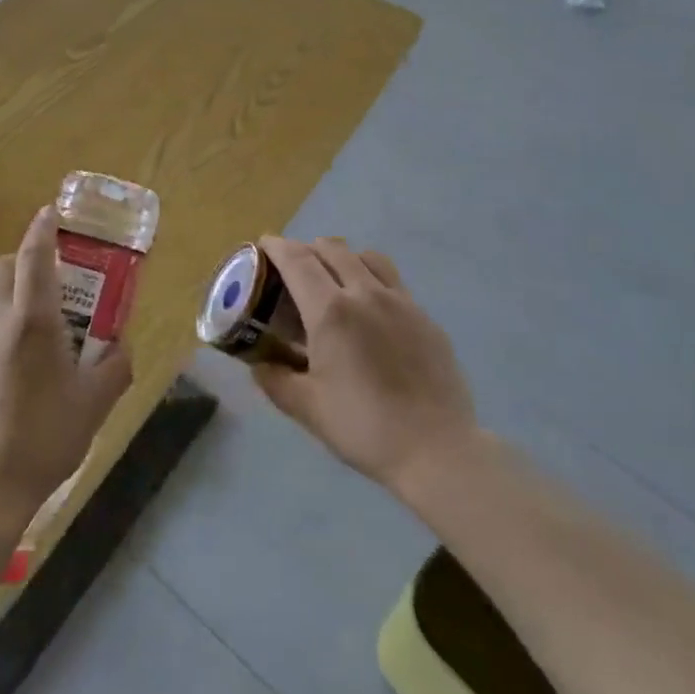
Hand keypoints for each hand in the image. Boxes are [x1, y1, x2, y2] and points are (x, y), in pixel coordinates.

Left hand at [0, 207, 132, 530]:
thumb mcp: (95, 404)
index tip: (49, 214)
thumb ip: (115, 367)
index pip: (35, 256)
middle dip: (20, 266)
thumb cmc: (44, 439)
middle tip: (44, 293)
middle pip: (0, 270)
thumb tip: (120, 347)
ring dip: (2, 307)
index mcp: (32, 320)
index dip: (43, 230)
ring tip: (23, 346)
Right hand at [253, 236, 480, 499]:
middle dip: (307, 249)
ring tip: (333, 278)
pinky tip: (370, 309)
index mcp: (331, 311)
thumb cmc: (364, 427)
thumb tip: (258, 363)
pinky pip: (392, 281)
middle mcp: (365, 293)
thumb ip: (275, 379)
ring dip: (342, 257)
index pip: (297, 261)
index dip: (277, 246)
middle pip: (332, 250)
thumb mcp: (307, 408)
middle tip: (293, 268)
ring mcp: (400, 302)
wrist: (436, 449)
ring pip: (366, 257)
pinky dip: (371, 278)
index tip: (263, 244)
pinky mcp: (425, 316)